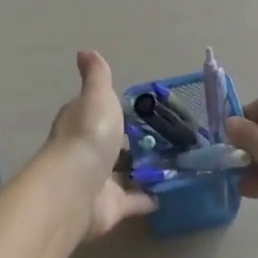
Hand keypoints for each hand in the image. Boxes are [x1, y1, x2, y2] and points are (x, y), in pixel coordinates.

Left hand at [44, 51, 155, 241]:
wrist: (77, 186)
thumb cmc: (89, 134)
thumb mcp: (98, 96)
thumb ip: (97, 76)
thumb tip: (84, 51)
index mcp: (82, 122)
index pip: (99, 113)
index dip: (118, 111)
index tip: (146, 111)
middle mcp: (88, 151)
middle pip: (114, 145)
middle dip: (136, 143)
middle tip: (172, 139)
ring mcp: (100, 180)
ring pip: (126, 174)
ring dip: (146, 170)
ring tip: (180, 163)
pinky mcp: (112, 207)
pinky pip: (135, 200)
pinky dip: (150, 197)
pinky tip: (172, 192)